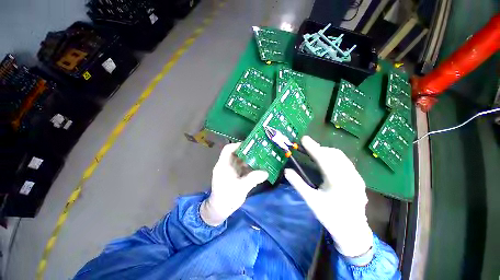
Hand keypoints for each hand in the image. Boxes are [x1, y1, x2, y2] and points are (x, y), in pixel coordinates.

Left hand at [200, 143, 267, 225]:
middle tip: (259, 151)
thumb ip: (253, 179)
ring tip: (261, 158)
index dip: (238, 145)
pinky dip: (249, 166)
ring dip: (250, 159)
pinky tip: (258, 167)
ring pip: (240, 160)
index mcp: (223, 165)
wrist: (220, 210)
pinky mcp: (234, 175)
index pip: (228, 149)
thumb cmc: (227, 198)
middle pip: (236, 154)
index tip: (250, 146)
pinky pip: (242, 167)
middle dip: (247, 152)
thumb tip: (266, 172)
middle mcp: (226, 165)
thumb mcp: (240, 188)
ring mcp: (230, 170)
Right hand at [284, 136, 372, 256]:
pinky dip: (334, 158)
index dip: (312, 147)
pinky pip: (345, 162)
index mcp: (337, 182)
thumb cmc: (330, 216)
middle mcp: (349, 176)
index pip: (323, 159)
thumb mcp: (311, 201)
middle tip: (308, 148)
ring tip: (316, 154)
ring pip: (341, 157)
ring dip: (327, 152)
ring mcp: (356, 177)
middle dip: (319, 148)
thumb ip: (298, 184)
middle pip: (333, 154)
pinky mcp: (358, 179)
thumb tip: (286, 171)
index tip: (304, 139)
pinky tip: (328, 163)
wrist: (352, 231)